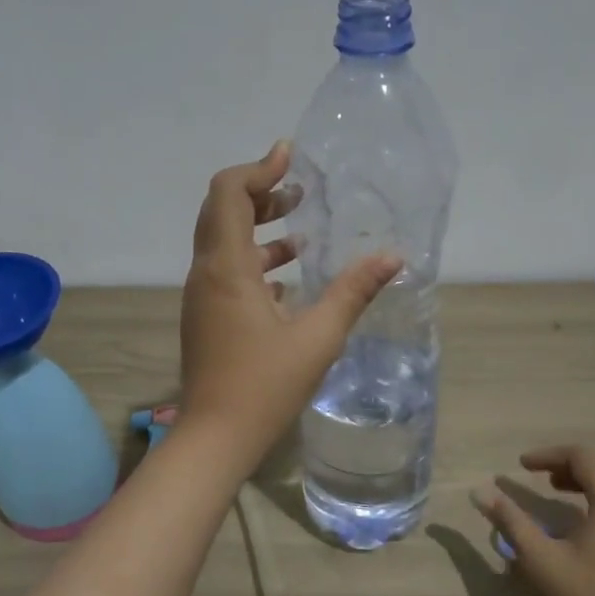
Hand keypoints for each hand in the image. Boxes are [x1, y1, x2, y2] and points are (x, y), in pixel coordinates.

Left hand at [180, 141, 400, 467]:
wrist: (215, 438)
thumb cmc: (265, 386)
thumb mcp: (318, 337)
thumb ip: (353, 292)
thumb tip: (393, 256)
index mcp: (226, 268)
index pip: (228, 193)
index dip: (258, 168)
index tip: (290, 158)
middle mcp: (206, 274)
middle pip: (221, 211)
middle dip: (259, 194)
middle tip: (299, 193)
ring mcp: (201, 298)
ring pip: (222, 243)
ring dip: (257, 229)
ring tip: (301, 232)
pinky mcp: (206, 319)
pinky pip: (225, 273)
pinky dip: (253, 262)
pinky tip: (287, 280)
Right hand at [473, 445, 594, 595]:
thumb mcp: (542, 560)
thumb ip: (511, 522)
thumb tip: (480, 492)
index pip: (581, 456)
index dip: (547, 455)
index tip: (519, 466)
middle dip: (564, 465)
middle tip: (536, 477)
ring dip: (582, 480)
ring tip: (554, 491)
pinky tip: (579, 520)